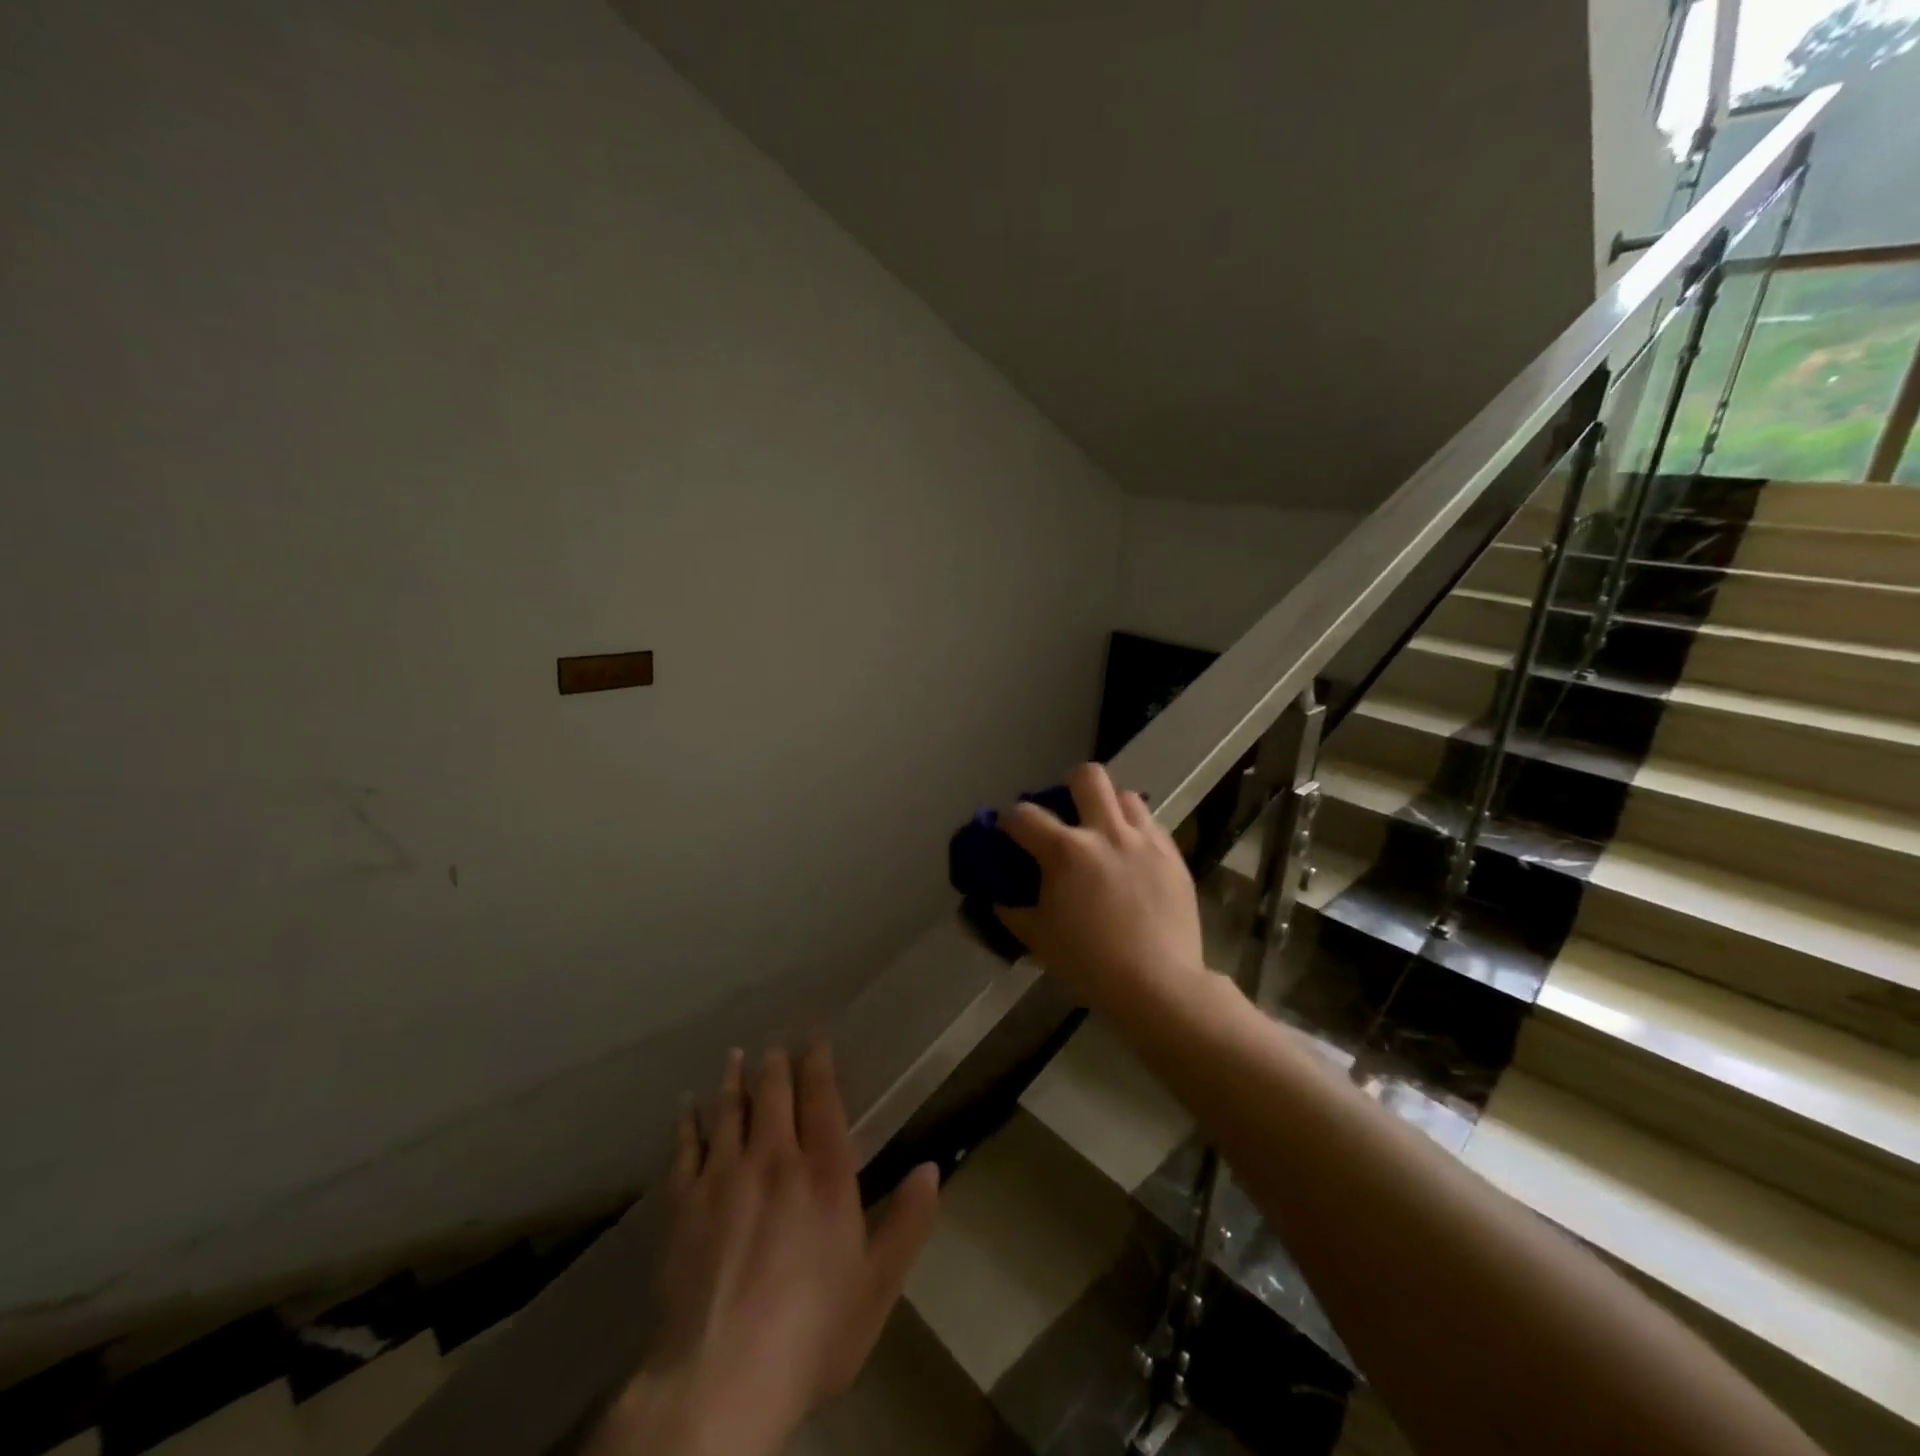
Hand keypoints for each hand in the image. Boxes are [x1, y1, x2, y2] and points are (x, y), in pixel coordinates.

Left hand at [591, 1046, 940, 1455]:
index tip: (815, 1040)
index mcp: (824, 1173)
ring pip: (729, 1112)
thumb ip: (907, 1222)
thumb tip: (931, 1168)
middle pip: (773, 1096)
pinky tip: (686, 1107)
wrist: (721, 1380)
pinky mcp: (683, 1204)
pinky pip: (685, 1149)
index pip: (822, 1100)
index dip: (819, 1065)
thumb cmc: (812, 1333)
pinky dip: (687, 1123)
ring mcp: (723, 1177)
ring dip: (733, 1081)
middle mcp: (774, 1159)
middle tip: (774, 1047)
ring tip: (734, 1057)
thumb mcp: (877, 1285)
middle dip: (775, 1066)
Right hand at [995, 762, 1208, 1018]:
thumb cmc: (1090, 964)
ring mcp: (1144, 841)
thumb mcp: (1040, 939)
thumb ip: (1015, 912)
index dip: (1009, 819)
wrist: (1158, 985)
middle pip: (1087, 777)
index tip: (1009, 831)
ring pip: (1126, 796)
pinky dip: (1137, 832)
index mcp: (1065, 852)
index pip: (1024, 815)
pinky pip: (1152, 826)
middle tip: (1068, 813)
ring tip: (1106, 834)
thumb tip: (1000, 899)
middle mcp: (1105, 833)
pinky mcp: (1173, 855)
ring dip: (1110, 808)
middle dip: (1070, 787)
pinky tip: (1133, 858)